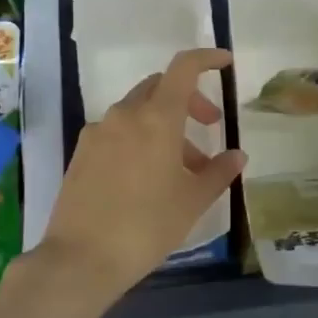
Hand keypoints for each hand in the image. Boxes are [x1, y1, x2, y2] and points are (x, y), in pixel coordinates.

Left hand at [32, 48, 245, 309]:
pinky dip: (139, 140)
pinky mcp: (81, 153)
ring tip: (181, 167)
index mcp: (156, 118)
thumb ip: (219, 172)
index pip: (183, 68)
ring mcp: (98, 133)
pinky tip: (147, 177)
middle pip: (160, 88)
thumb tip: (236, 155)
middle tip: (208, 126)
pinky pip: (117, 133)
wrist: (81, 259)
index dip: (206, 59)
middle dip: (188, 100)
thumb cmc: (147, 225)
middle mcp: (124, 115)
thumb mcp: (193, 200)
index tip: (225, 63)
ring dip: (164, 126)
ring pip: (138, 112)